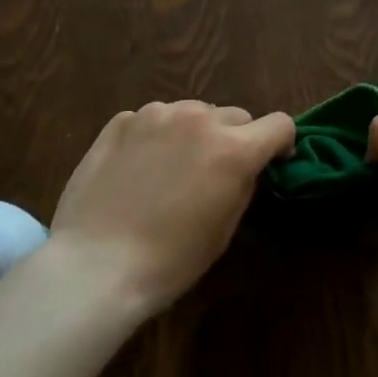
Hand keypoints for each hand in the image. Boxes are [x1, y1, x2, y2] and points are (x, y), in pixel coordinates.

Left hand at [49, 100, 294, 318]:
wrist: (96, 264)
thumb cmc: (170, 260)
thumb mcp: (224, 228)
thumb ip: (243, 184)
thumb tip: (246, 167)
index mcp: (233, 148)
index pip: (279, 124)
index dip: (281, 143)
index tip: (272, 162)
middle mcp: (198, 119)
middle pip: (234, 115)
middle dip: (235, 139)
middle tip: (216, 171)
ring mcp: (156, 115)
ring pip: (192, 112)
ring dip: (194, 133)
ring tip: (174, 167)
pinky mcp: (121, 121)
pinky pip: (153, 120)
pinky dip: (156, 136)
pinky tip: (139, 168)